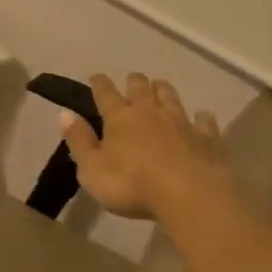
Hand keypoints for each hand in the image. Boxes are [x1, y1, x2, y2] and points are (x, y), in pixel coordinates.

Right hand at [61, 73, 228, 220]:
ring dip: (164, 90)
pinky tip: (202, 116)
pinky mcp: (207, 138)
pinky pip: (204, 121)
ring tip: (160, 85)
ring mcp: (181, 123)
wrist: (188, 194)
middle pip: (141, 88)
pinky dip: (201, 117)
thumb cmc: (131, 184)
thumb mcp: (92, 169)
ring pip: (170, 97)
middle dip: (135, 81)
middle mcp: (149, 113)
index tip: (96, 76)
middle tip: (133, 79)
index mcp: (119, 118)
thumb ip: (79, 141)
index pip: (105, 94)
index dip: (99, 84)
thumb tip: (65, 114)